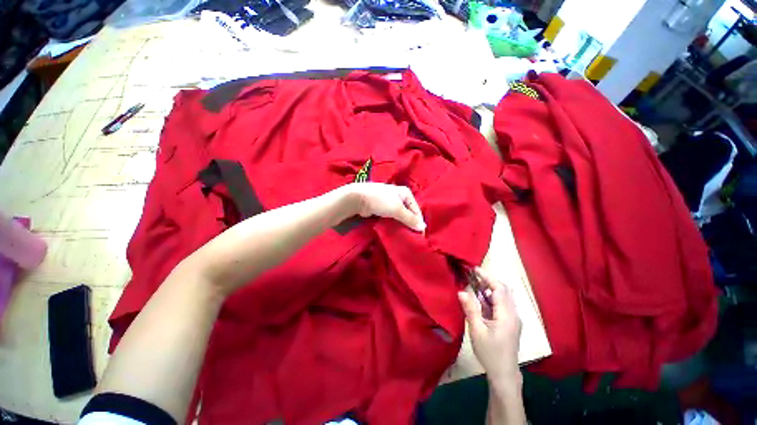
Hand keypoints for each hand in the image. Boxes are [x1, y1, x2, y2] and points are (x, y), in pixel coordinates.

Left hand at [347, 183, 425, 231]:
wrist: (358, 199)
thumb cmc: (380, 201)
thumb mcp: (397, 210)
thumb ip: (410, 219)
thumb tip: (423, 228)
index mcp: (405, 193)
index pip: (416, 209)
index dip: (418, 222)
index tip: (420, 235)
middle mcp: (399, 196)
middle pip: (408, 212)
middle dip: (410, 223)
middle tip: (412, 236)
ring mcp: (390, 202)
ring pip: (399, 216)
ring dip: (401, 225)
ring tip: (404, 236)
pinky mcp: (382, 208)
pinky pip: (391, 217)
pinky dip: (393, 224)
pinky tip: (395, 231)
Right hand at [458, 268, 521, 384]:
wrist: (504, 374)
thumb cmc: (490, 352)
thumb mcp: (476, 330)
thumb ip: (470, 309)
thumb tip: (461, 291)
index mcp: (507, 315)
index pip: (499, 289)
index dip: (487, 277)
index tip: (474, 269)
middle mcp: (514, 314)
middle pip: (504, 290)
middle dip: (489, 280)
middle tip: (473, 277)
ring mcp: (513, 319)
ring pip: (504, 297)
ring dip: (490, 289)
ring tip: (475, 285)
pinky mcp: (511, 323)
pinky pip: (502, 304)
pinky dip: (492, 298)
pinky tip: (481, 300)